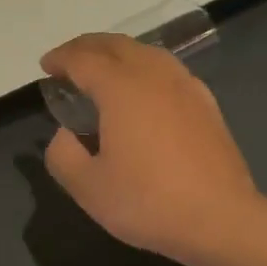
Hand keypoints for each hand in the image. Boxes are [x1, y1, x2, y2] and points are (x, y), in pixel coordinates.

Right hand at [40, 33, 265, 265]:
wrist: (221, 221)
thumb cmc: (148, 202)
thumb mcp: (87, 187)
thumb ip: (62, 154)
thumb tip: (64, 134)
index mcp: (121, 88)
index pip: (83, 59)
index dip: (60, 58)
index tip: (45, 67)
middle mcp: (154, 76)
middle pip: (116, 44)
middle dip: (87, 47)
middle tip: (67, 62)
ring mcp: (185, 86)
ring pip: (146, 52)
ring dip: (118, 53)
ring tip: (102, 70)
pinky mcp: (206, 104)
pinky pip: (168, 69)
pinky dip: (144, 67)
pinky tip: (143, 90)